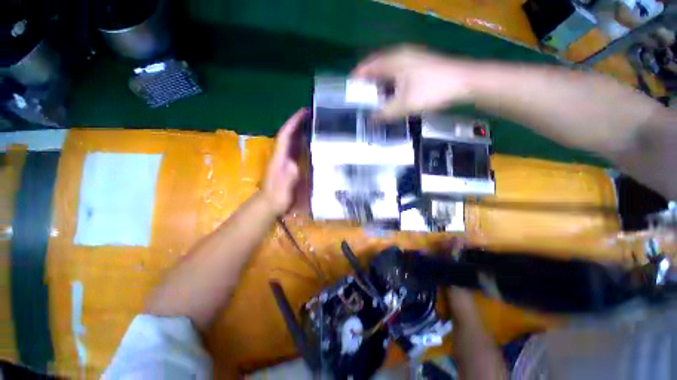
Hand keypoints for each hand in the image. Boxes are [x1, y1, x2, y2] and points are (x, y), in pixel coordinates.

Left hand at [262, 109, 306, 215]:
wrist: (270, 205)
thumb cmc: (277, 199)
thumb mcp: (282, 191)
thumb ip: (287, 179)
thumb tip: (294, 164)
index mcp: (279, 159)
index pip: (285, 136)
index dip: (293, 123)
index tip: (303, 112)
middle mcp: (281, 156)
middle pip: (289, 135)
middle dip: (299, 123)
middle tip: (314, 115)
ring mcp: (285, 161)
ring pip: (293, 142)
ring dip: (302, 132)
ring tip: (315, 125)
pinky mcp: (289, 166)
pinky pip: (296, 151)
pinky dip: (303, 144)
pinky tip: (312, 144)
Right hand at [352, 45, 474, 118]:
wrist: (463, 81)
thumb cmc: (431, 90)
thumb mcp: (404, 105)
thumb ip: (385, 114)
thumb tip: (371, 121)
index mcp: (393, 61)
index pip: (368, 66)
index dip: (358, 76)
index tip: (349, 87)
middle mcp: (400, 55)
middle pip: (377, 65)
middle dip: (367, 79)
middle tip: (360, 94)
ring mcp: (411, 58)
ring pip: (388, 68)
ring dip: (379, 80)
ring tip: (372, 95)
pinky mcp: (419, 64)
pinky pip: (397, 71)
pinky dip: (390, 81)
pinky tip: (391, 92)